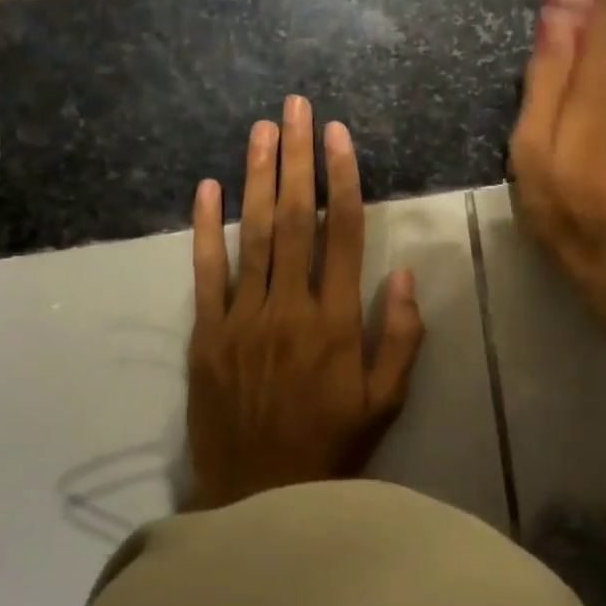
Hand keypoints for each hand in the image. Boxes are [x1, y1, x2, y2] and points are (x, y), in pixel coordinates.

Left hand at [186, 96, 426, 509]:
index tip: (337, 135)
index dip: (341, 178)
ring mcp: (242, 319)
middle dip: (297, 157)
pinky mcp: (206, 335)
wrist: (258, 498)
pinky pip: (205, 274)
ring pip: (252, 235)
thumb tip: (401, 273)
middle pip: (295, 218)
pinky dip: (205, 229)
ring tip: (262, 129)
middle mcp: (289, 307)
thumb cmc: (332, 445)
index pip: (343, 233)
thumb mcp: (386, 401)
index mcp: (336, 321)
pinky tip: (206, 188)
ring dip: (257, 177)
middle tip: (296, 108)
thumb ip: (400, 336)